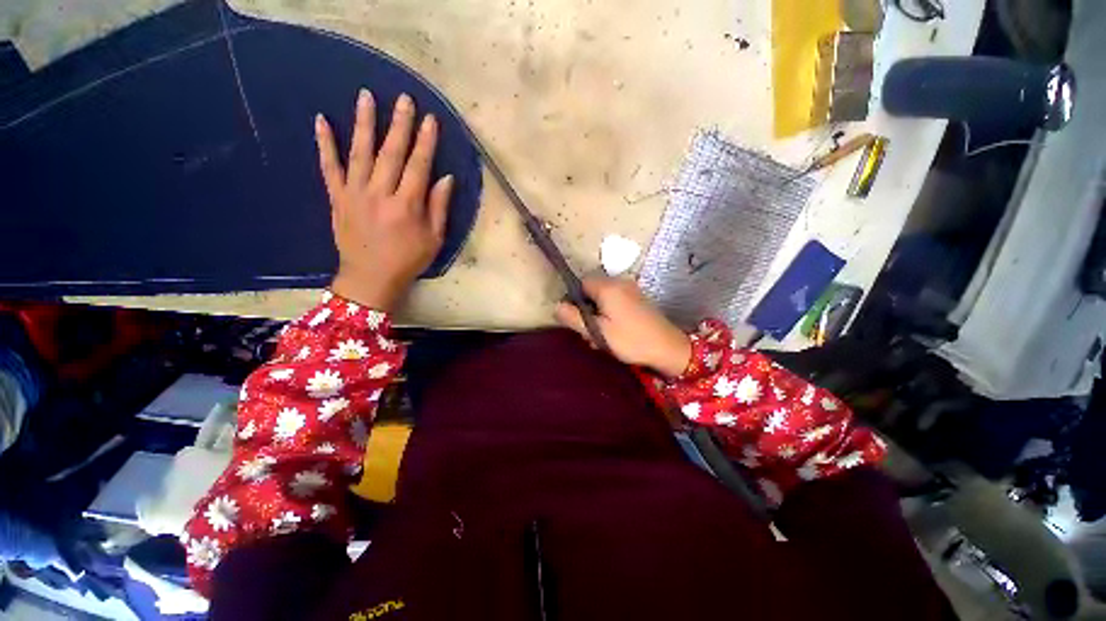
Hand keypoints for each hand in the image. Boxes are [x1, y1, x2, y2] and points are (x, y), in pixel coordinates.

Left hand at [315, 89, 453, 310]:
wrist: (370, 278)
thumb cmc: (408, 260)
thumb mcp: (434, 239)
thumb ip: (439, 208)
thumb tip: (446, 179)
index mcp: (407, 206)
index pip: (419, 166)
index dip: (426, 142)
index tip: (430, 119)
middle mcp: (380, 194)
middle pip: (391, 153)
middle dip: (400, 124)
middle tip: (404, 99)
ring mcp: (355, 193)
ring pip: (360, 153)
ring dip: (363, 123)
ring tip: (366, 96)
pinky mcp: (337, 198)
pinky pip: (329, 167)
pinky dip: (324, 144)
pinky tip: (320, 120)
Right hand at [555, 277, 691, 377]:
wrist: (668, 348)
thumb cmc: (630, 339)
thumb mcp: (598, 331)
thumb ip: (574, 318)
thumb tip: (556, 306)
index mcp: (608, 287)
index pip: (581, 283)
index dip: (575, 299)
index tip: (577, 319)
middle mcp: (619, 283)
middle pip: (593, 290)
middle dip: (587, 310)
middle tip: (590, 333)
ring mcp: (631, 290)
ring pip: (604, 298)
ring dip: (599, 315)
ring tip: (602, 338)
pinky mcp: (638, 299)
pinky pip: (616, 302)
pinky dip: (610, 314)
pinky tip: (614, 333)